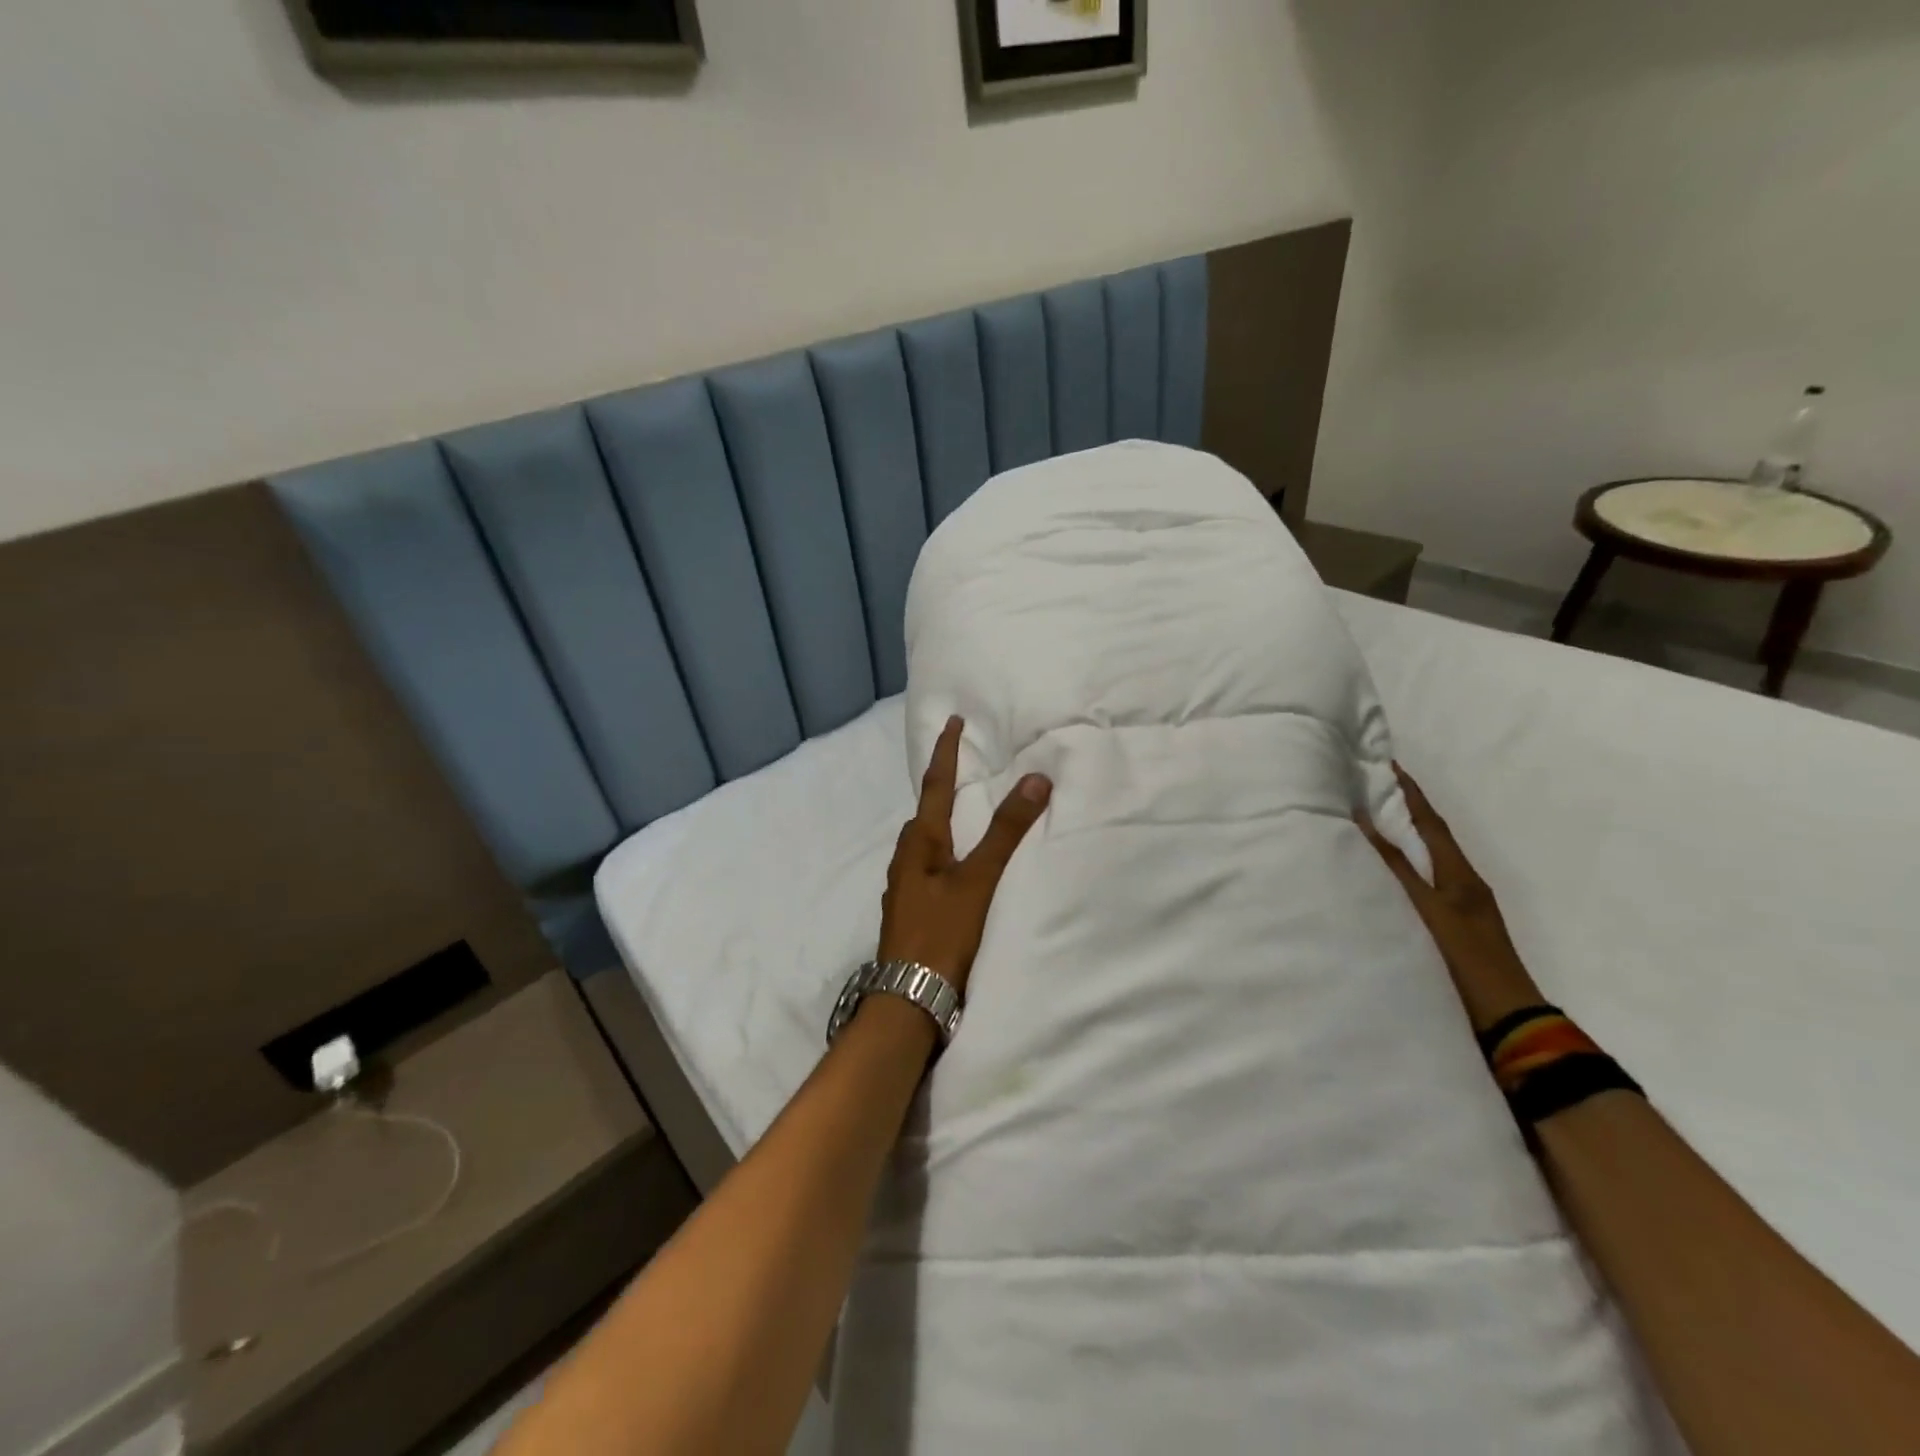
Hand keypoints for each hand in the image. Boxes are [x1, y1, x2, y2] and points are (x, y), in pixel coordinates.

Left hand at [877, 716, 1050, 995]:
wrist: (908, 1002)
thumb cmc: (941, 935)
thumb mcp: (978, 881)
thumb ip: (1006, 833)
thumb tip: (1035, 778)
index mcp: (919, 845)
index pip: (934, 786)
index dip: (946, 752)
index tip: (952, 721)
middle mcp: (906, 862)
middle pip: (925, 815)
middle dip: (942, 789)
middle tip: (965, 770)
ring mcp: (906, 890)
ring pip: (926, 845)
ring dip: (944, 824)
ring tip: (968, 817)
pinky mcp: (912, 914)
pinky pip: (930, 869)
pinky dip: (947, 855)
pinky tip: (960, 871)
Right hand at [1359, 763, 1543, 1032]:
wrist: (1507, 1020)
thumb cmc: (1466, 960)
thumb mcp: (1427, 910)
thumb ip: (1395, 868)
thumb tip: (1365, 822)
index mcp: (1461, 874)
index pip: (1431, 823)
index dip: (1411, 793)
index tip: (1389, 764)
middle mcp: (1464, 883)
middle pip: (1432, 837)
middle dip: (1406, 810)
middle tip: (1373, 788)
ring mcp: (1461, 907)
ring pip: (1428, 860)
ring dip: (1404, 838)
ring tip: (1372, 822)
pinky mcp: (1452, 927)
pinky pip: (1424, 883)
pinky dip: (1404, 868)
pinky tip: (1384, 874)